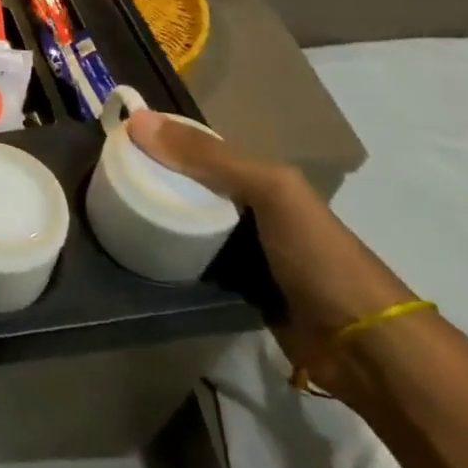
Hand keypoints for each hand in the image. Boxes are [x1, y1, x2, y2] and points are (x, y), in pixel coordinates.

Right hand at [124, 111, 414, 390]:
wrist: (364, 347)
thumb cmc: (318, 255)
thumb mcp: (267, 191)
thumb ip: (207, 158)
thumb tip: (137, 120)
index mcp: (262, 178)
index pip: (200, 149)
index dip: (162, 139)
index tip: (113, 137)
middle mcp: (250, 209)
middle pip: (189, 186)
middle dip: (152, 178)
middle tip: (102, 176)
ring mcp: (242, 251)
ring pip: (188, 224)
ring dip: (156, 218)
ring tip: (108, 210)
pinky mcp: (233, 289)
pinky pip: (191, 261)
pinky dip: (167, 256)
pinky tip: (135, 251)